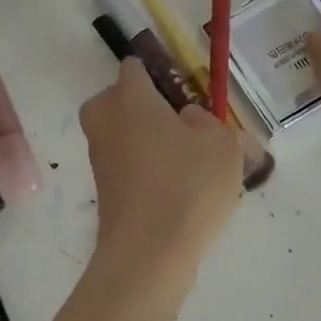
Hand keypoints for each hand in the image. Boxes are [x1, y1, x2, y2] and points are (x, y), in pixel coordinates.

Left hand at [79, 57, 242, 273]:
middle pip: (121, 100)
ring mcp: (99, 157)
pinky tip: (177, 191)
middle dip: (147, 108)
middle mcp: (105, 120)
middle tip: (185, 129)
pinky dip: (146, 171)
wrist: (149, 254)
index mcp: (129, 97)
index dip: (160, 74)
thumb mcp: (221, 143)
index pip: (135, 66)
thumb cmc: (188, 185)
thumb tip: (186, 119)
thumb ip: (206, 120)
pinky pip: (127, 165)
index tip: (185, 93)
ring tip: (190, 166)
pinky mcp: (103, 189)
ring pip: (125, 135)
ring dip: (149, 142)